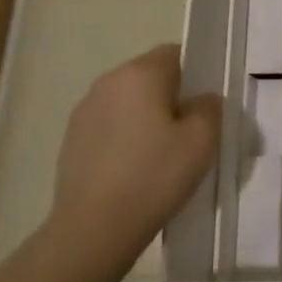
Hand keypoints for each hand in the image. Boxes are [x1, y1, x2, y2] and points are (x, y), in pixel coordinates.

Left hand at [45, 44, 221, 267]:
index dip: (196, 73)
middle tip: (191, 132)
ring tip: (163, 155)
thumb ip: (210, 108)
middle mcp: (108, 82)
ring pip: (129, 102)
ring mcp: (85, 111)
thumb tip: (202, 100)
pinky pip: (110, 126)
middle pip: (150, 76)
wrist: (94, 228)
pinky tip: (136, 170)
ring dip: (147, 118)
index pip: (175, 53)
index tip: (206, 104)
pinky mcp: (72, 139)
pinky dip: (126, 138)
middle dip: (172, 97)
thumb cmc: (155, 176)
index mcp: (140, 74)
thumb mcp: (202, 141)